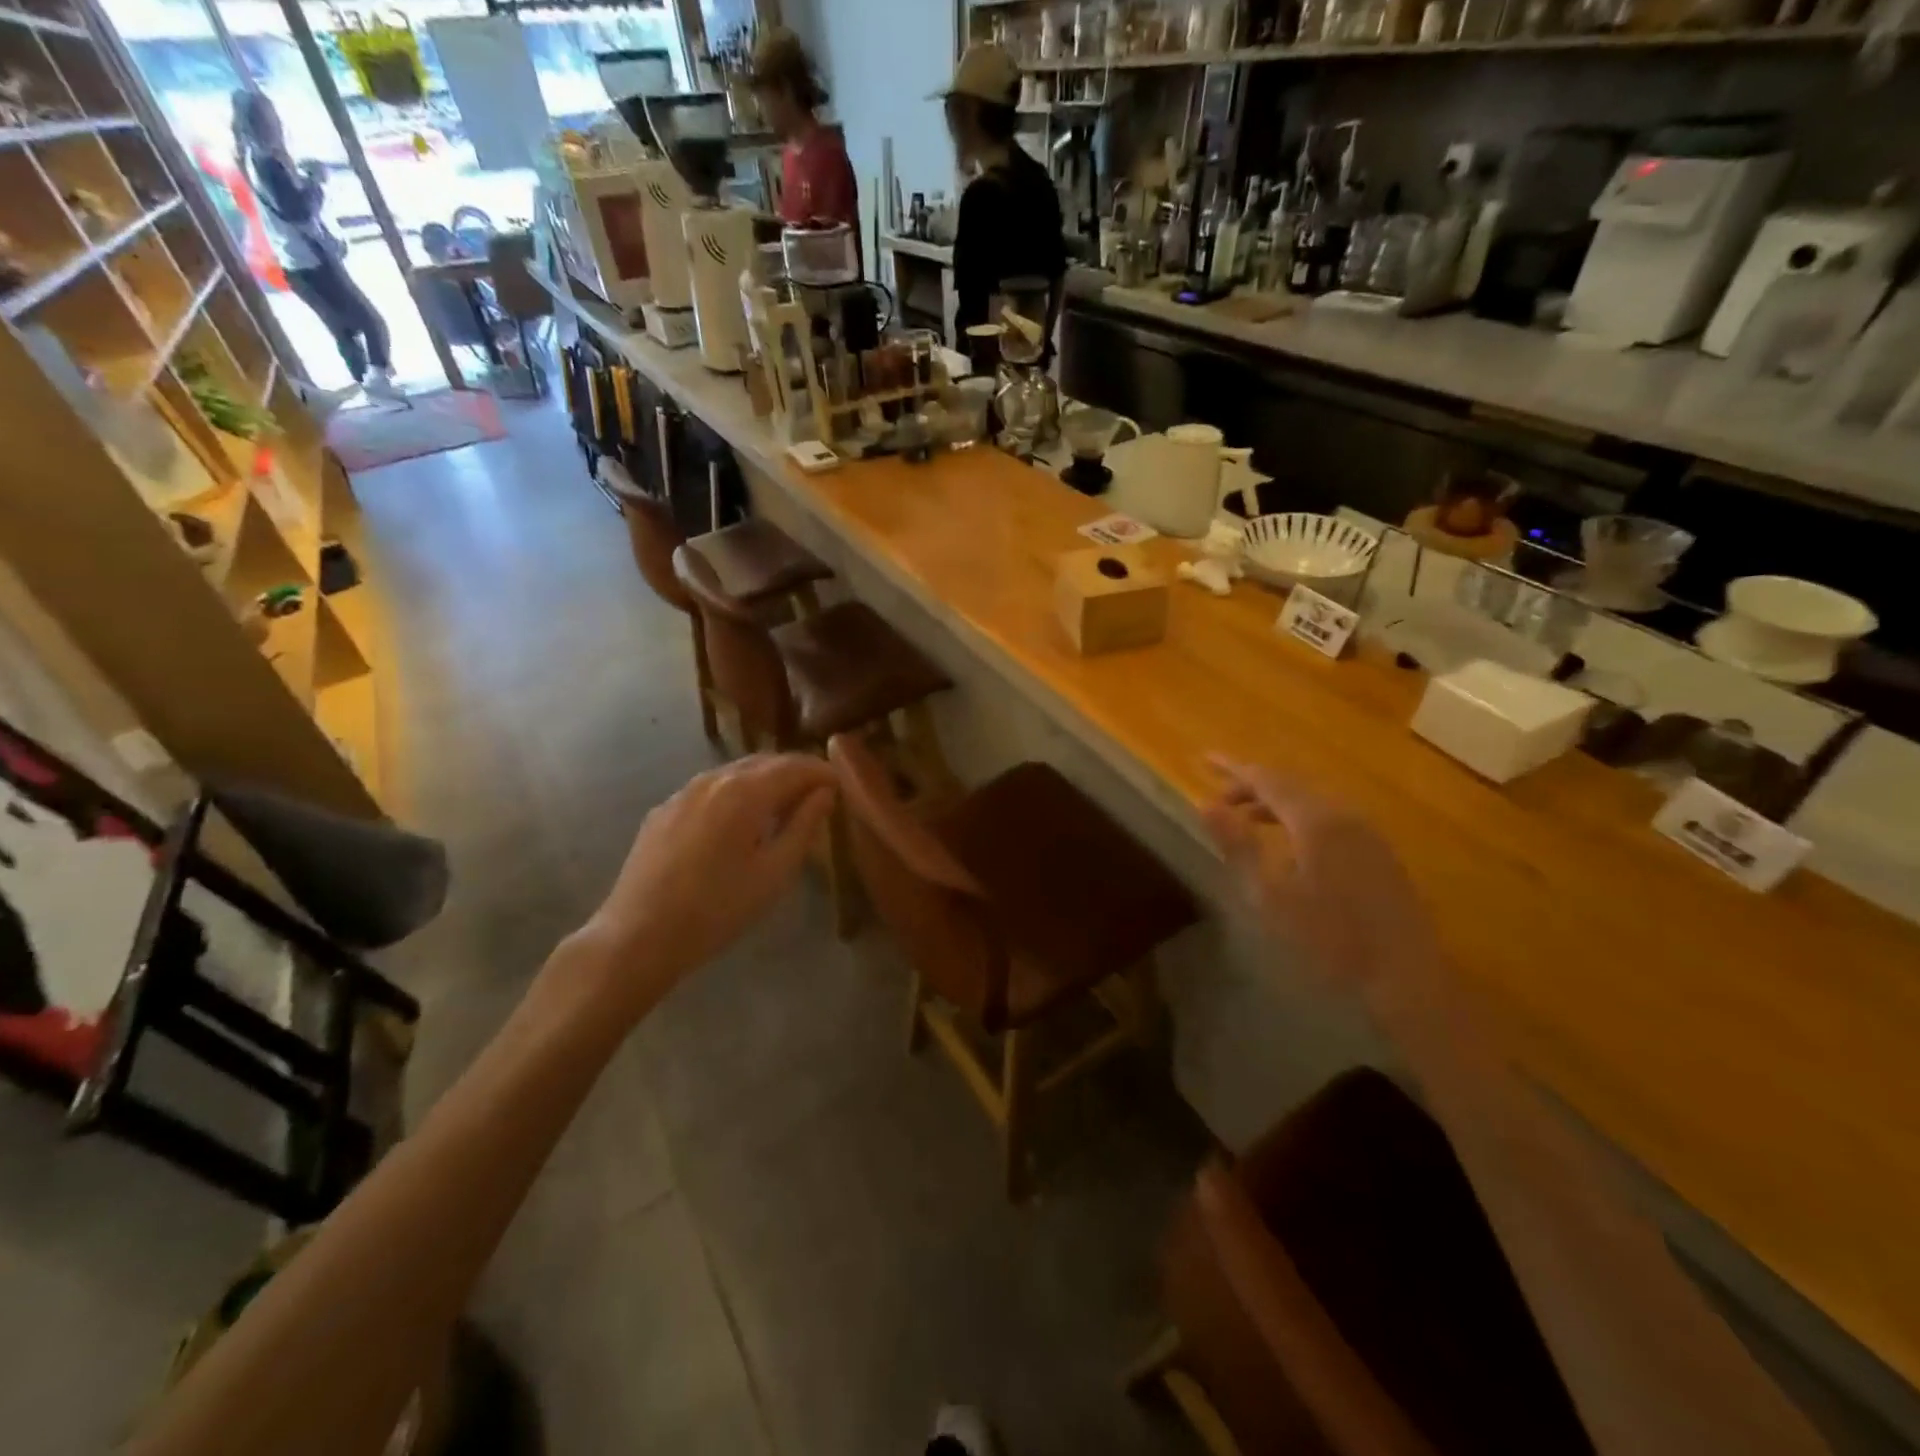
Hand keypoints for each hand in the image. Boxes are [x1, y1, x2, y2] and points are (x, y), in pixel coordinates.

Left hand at [577, 755, 836, 1008]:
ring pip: (735, 773)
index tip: (841, 785)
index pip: (795, 766)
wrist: (638, 936)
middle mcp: (713, 779)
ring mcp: (683, 792)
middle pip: (764, 761)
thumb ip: (804, 826)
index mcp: (745, 791)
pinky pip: (710, 790)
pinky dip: (735, 793)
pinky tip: (739, 821)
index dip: (822, 772)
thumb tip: (824, 793)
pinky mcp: (663, 811)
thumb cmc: (718, 909)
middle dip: (795, 772)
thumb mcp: (775, 873)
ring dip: (765, 781)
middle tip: (818, 793)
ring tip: (783, 806)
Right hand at [1202, 756, 1443, 1013]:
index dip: (1232, 768)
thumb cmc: (1329, 937)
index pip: (1266, 779)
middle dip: (1252, 785)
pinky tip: (1288, 841)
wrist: (1405, 977)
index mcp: (1316, 820)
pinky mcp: (1378, 851)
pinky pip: (1329, 817)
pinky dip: (1298, 817)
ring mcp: (1366, 832)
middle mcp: (1344, 814)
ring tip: (1245, 818)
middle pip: (1291, 784)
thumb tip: (1205, 804)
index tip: (1204, 759)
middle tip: (1219, 799)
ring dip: (1275, 802)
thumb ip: (1237, 844)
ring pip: (1312, 801)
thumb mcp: (1270, 894)